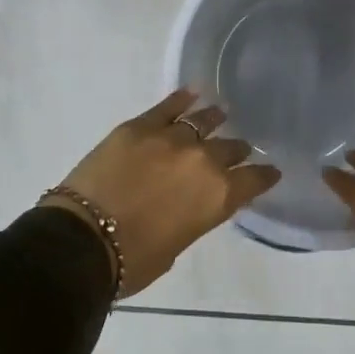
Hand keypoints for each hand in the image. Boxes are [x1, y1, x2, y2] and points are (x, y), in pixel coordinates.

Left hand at [41, 90, 280, 297]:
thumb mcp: (177, 245)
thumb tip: (189, 203)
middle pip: (229, 148)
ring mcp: (172, 138)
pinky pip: (168, 106)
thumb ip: (193, 216)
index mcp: (218, 196)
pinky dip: (182, 99)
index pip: (253, 180)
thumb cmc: (133, 260)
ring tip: (220, 115)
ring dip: (214, 120)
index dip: (263, 176)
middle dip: (236, 150)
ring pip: (203, 121)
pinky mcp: (140, 125)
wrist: (84, 239)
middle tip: (238, 150)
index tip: (270, 171)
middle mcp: (203, 160)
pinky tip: (192, 93)